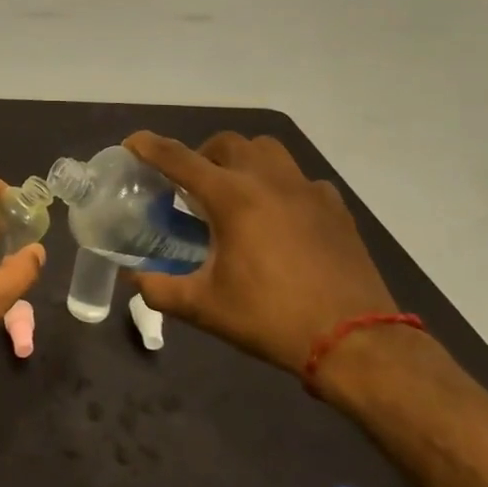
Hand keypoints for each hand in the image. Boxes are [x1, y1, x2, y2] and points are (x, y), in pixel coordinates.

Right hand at [123, 131, 396, 377]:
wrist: (356, 343)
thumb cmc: (271, 318)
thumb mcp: (204, 308)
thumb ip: (159, 288)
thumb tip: (132, 277)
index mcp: (231, 197)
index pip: (178, 158)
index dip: (148, 146)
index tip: (131, 144)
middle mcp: (268, 180)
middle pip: (226, 143)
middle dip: (200, 154)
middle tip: (190, 185)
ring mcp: (306, 190)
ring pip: (267, 150)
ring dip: (242, 160)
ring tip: (234, 191)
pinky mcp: (335, 207)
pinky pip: (300, 179)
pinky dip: (280, 186)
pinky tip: (279, 217)